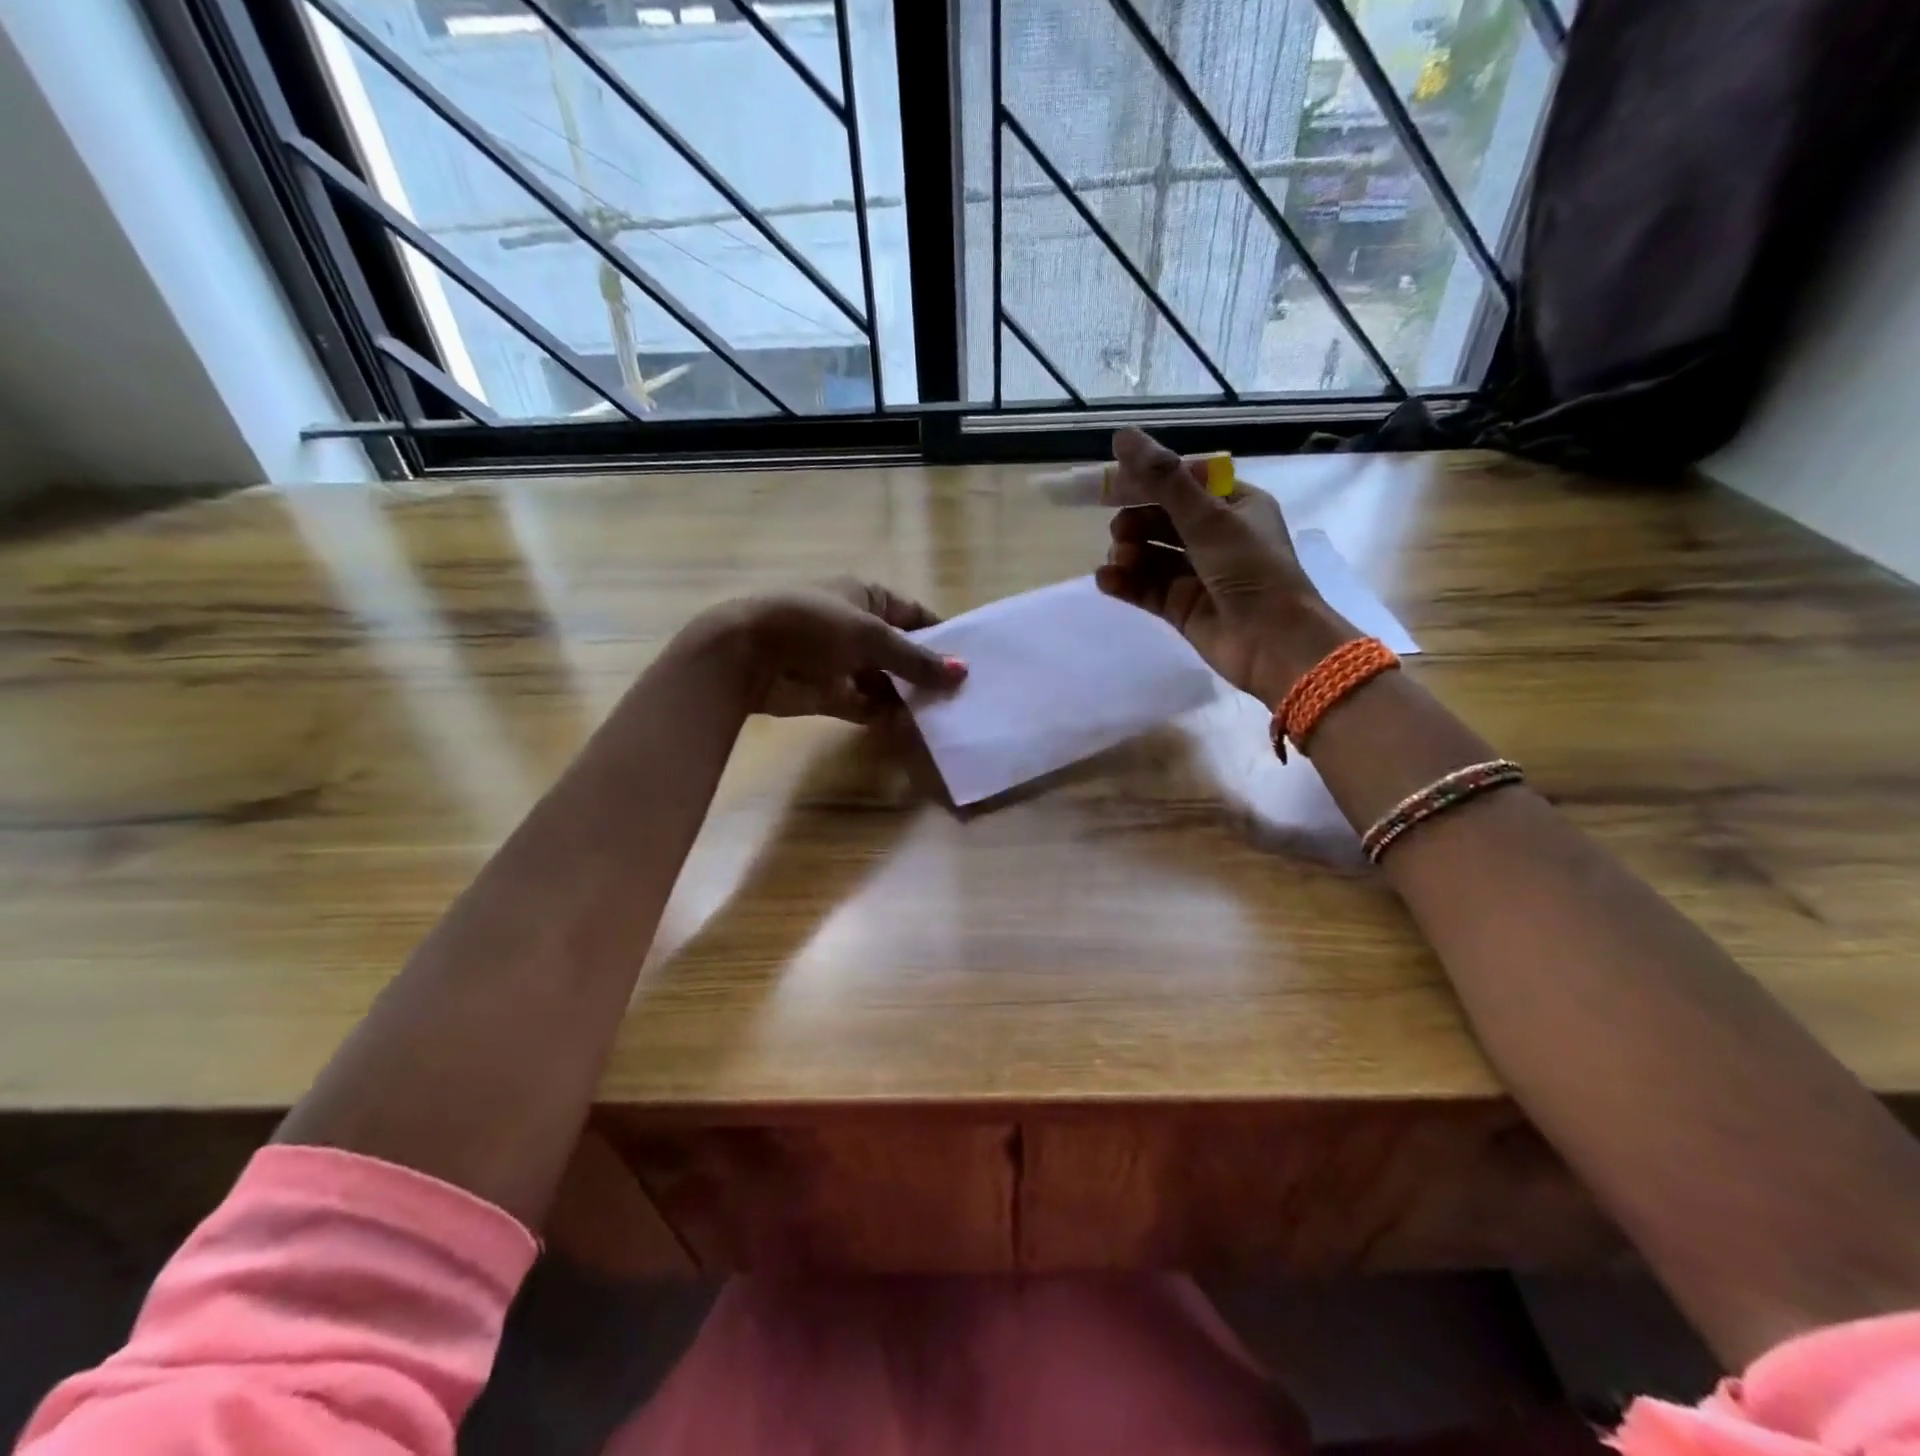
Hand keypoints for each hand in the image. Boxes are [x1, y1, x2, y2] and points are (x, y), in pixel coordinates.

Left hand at [711, 577, 965, 723]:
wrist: (747, 656)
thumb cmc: (813, 626)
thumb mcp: (872, 636)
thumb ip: (916, 659)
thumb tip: (962, 673)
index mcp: (866, 597)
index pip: (914, 615)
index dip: (941, 635)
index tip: (969, 661)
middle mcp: (857, 627)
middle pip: (902, 652)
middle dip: (927, 672)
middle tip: (965, 696)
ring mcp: (843, 662)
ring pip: (886, 682)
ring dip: (910, 697)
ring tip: (947, 716)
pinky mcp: (831, 694)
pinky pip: (867, 705)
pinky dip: (887, 716)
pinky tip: (915, 729)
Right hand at [1094, 427, 1354, 703]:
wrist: (1273, 644)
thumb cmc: (1251, 571)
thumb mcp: (1208, 518)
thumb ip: (1163, 480)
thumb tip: (1122, 436)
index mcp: (1234, 505)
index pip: (1182, 481)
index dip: (1146, 481)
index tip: (1112, 484)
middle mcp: (1215, 536)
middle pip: (1161, 518)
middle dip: (1135, 522)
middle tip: (1121, 532)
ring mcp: (1197, 574)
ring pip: (1149, 554)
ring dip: (1128, 553)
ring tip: (1118, 561)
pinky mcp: (1181, 607)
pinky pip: (1145, 587)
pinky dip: (1125, 582)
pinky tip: (1106, 581)